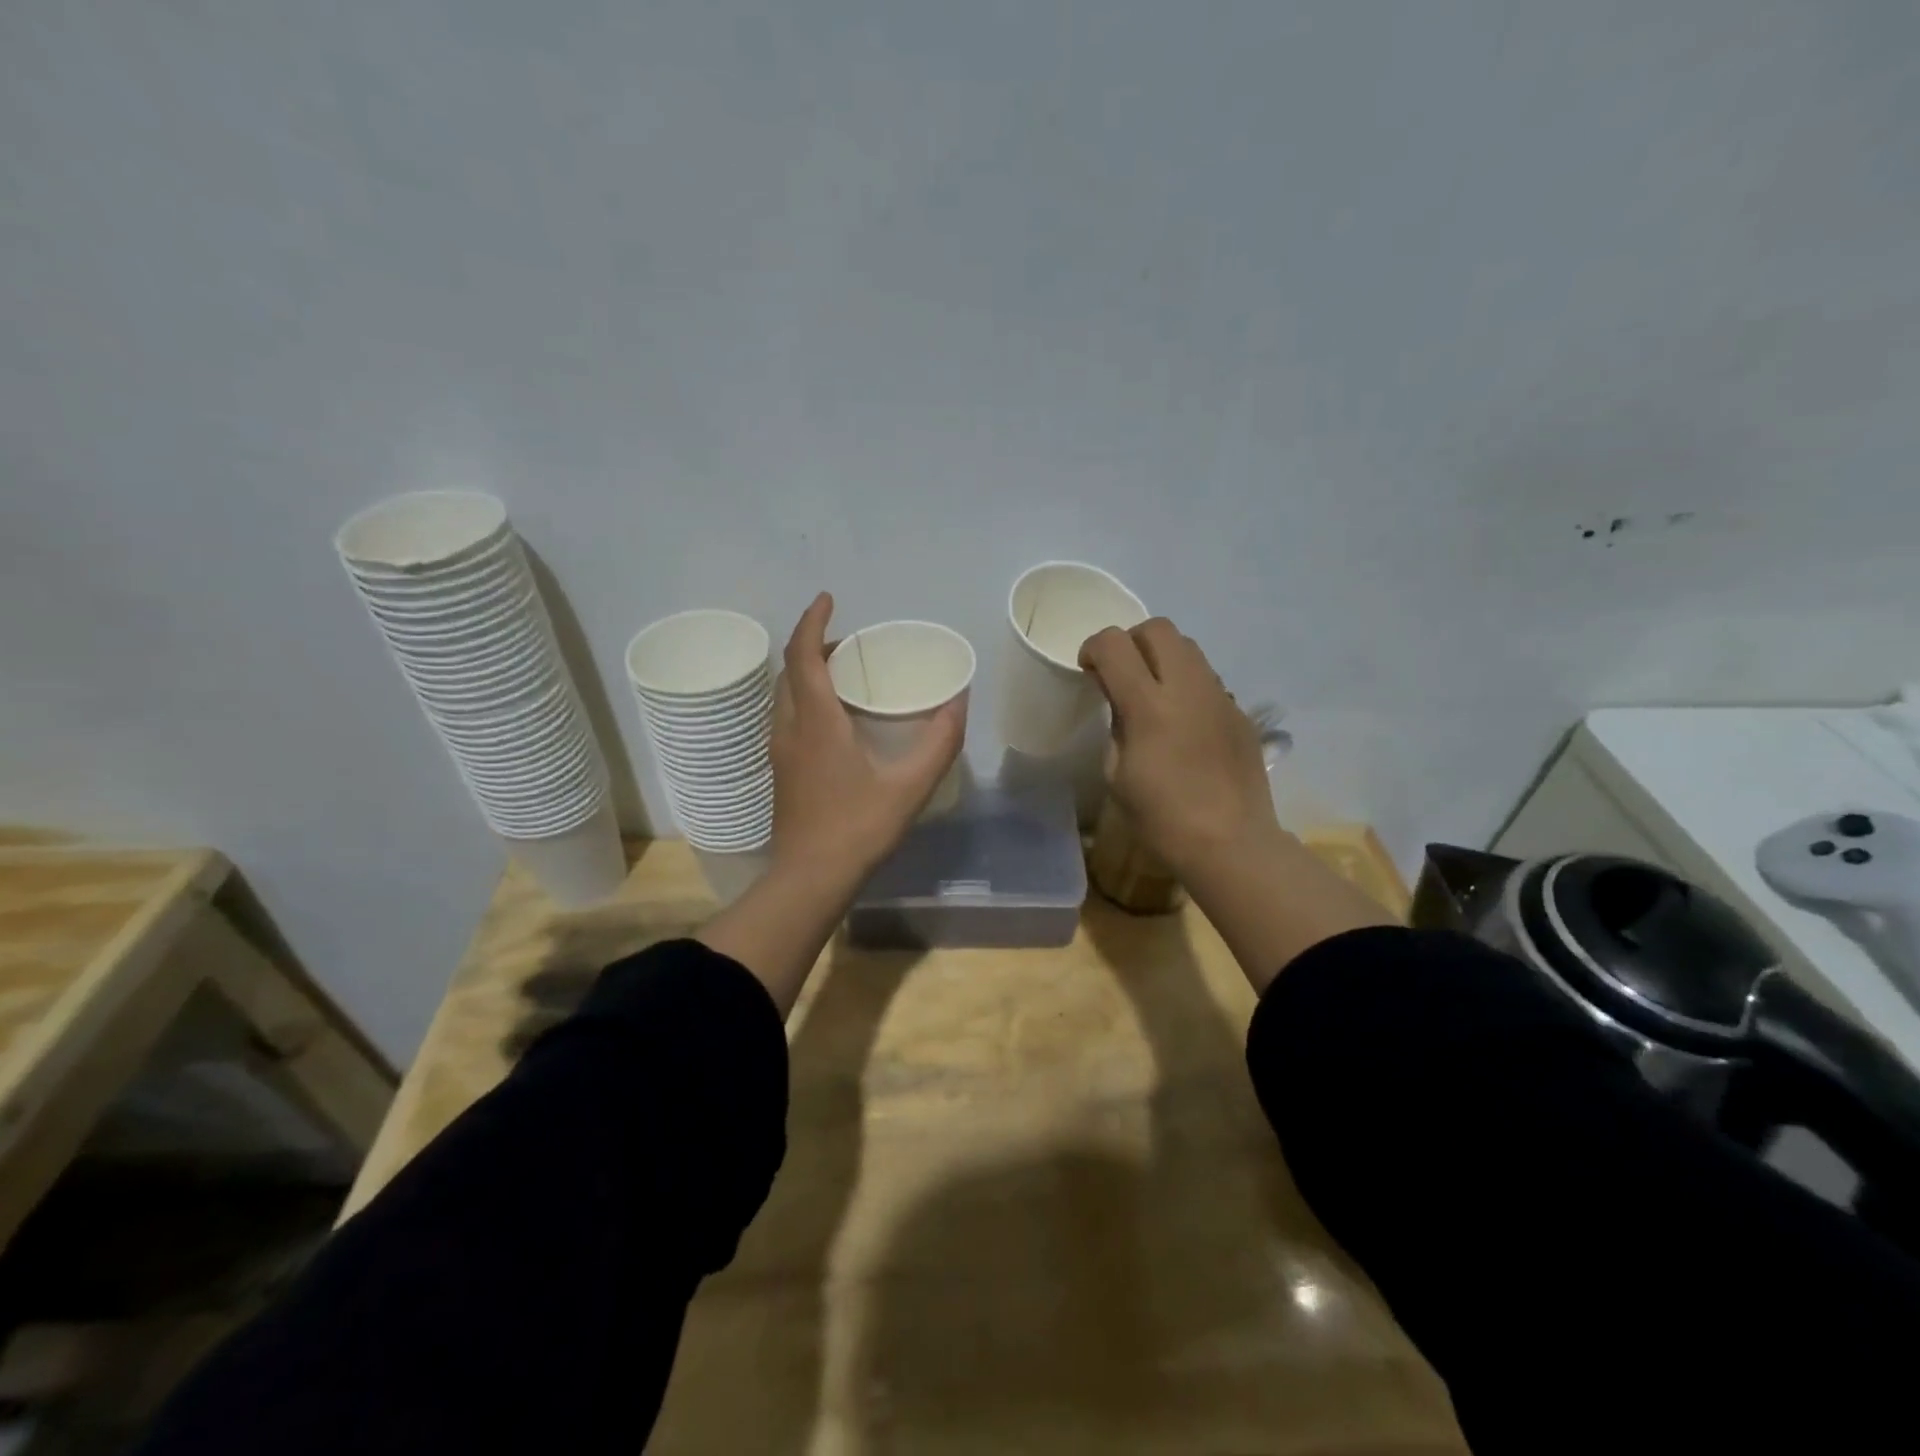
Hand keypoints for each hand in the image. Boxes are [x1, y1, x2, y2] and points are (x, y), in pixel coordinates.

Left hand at [769, 592, 964, 886]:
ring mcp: (779, 752)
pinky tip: (832, 721)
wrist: (810, 878)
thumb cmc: (858, 828)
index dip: (813, 621)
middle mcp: (789, 729)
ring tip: (840, 674)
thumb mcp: (910, 785)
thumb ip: (939, 741)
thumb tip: (959, 701)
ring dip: (805, 673)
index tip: (828, 598)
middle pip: (790, 671)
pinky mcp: (780, 772)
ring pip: (784, 696)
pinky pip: (786, 717)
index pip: (804, 655)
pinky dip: (804, 699)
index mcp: (816, 722)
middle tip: (846, 642)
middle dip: (812, 645)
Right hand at [1079, 618, 1282, 880]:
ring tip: (1155, 695)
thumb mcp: (1117, 774)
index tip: (1089, 671)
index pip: (1114, 644)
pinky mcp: (1240, 712)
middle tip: (1122, 675)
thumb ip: (1117, 725)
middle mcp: (1188, 688)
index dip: (1094, 648)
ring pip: (1189, 647)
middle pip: (1158, 628)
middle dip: (1131, 642)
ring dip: (1163, 658)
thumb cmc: (1161, 818)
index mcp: (1149, 706)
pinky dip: (1188, 686)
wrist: (1231, 844)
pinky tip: (1185, 724)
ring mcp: (1220, 697)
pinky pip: (1209, 680)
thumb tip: (1122, 703)